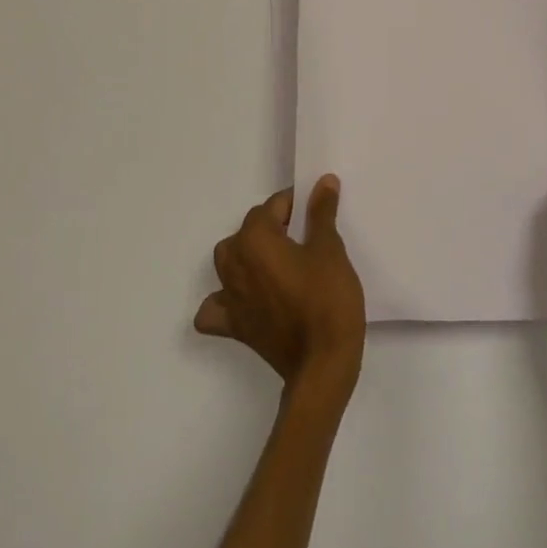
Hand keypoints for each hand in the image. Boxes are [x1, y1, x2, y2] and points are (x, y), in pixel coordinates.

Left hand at [196, 175, 365, 393]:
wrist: (323, 365)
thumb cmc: (327, 299)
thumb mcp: (330, 249)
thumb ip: (321, 212)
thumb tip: (323, 182)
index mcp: (255, 239)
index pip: (273, 206)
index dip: (296, 204)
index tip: (317, 211)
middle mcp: (234, 263)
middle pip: (250, 230)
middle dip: (274, 227)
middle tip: (306, 237)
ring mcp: (229, 297)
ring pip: (228, 261)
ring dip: (248, 255)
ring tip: (279, 261)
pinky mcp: (234, 327)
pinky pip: (216, 307)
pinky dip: (224, 301)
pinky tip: (245, 300)